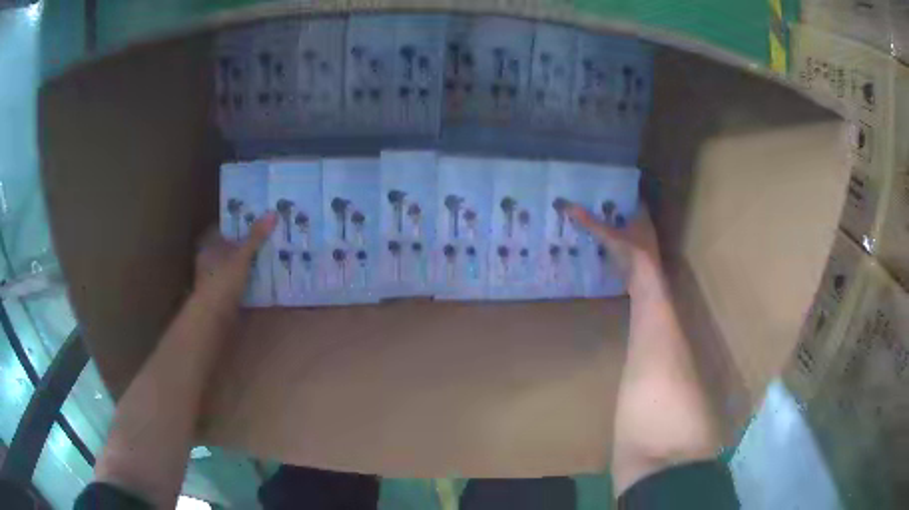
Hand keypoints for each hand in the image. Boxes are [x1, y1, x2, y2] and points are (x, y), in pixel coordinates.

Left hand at [194, 212, 276, 306]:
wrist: (213, 317)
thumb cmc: (223, 281)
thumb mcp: (241, 256)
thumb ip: (255, 237)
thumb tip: (272, 213)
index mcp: (208, 246)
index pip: (224, 229)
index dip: (239, 225)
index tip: (256, 222)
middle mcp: (208, 261)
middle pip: (229, 248)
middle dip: (245, 246)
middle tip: (266, 240)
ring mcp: (213, 280)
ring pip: (232, 267)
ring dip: (246, 265)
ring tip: (267, 259)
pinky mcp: (220, 296)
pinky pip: (236, 283)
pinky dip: (246, 282)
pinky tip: (260, 281)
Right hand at [566, 201, 661, 295]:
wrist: (645, 285)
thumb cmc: (632, 253)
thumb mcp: (608, 235)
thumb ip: (589, 221)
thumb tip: (564, 203)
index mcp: (642, 217)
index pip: (631, 199)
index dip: (618, 194)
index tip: (602, 191)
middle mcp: (644, 229)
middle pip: (626, 216)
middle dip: (610, 212)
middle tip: (591, 205)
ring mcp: (641, 245)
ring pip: (623, 232)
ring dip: (610, 229)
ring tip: (590, 223)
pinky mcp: (636, 260)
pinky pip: (621, 247)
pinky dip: (611, 244)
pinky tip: (597, 244)